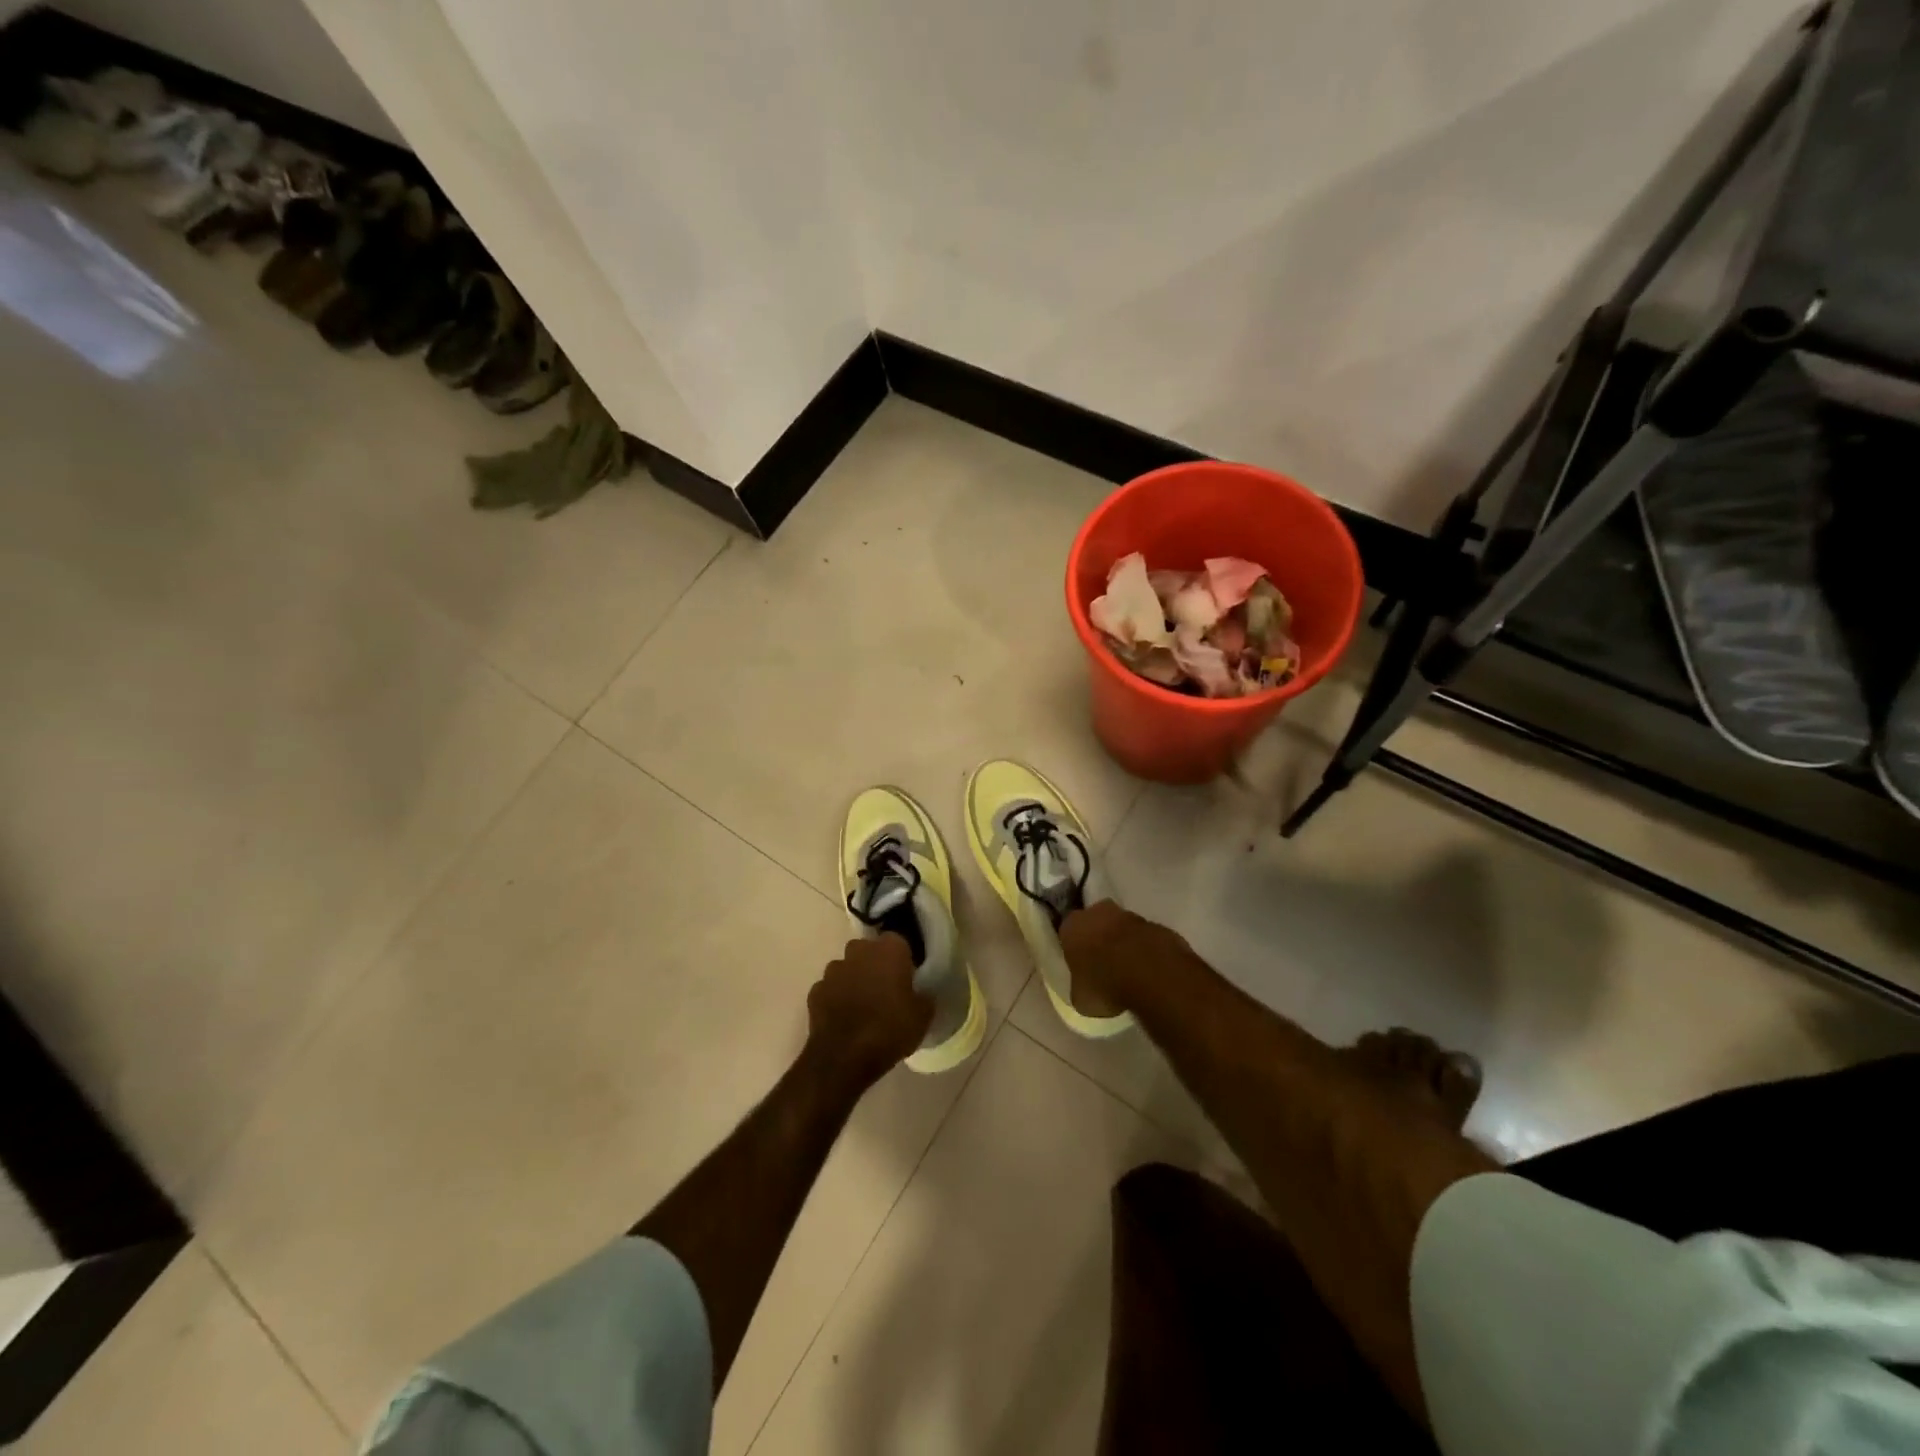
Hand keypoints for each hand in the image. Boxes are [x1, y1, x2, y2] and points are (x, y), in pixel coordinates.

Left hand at [806, 934, 933, 1086]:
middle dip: (875, 964)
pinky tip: (844, 1018)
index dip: (902, 958)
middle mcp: (858, 951)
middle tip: (885, 989)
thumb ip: (923, 996)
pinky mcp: (815, 991)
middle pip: (868, 950)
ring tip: (863, 1005)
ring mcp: (833, 970)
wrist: (844, 1058)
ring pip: (846, 968)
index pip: (898, 941)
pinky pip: (830, 989)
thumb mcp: (922, 1016)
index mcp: (888, 950)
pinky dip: (835, 998)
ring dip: (854, 980)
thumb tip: (919, 993)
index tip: (906, 976)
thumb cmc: (890, 1030)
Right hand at [1059, 900, 1189, 1017]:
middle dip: (1100, 939)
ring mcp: (1131, 916)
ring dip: (1125, 943)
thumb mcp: (1080, 998)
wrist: (1151, 974)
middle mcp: (1098, 913)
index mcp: (1072, 927)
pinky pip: (1146, 938)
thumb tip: (1084, 988)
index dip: (1074, 949)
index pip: (1067, 933)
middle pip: (1096, 923)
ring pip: (1123, 928)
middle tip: (1104, 965)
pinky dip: (1147, 950)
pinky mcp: (1157, 926)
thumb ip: (1079, 986)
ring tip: (1129, 972)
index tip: (1080, 965)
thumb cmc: (1104, 985)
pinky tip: (1150, 972)